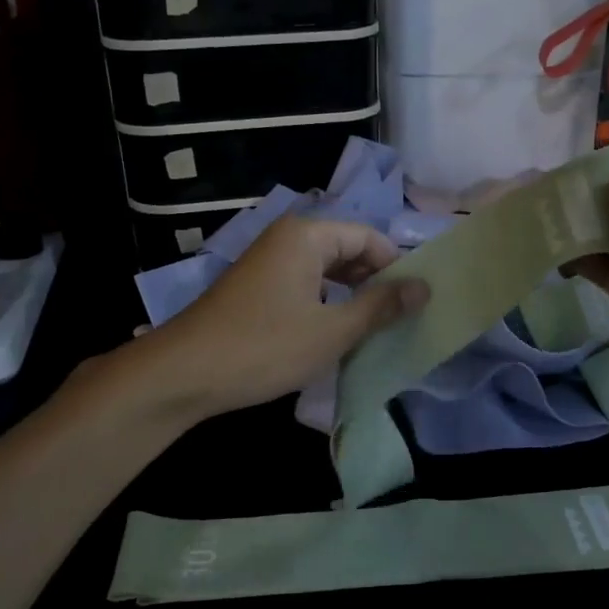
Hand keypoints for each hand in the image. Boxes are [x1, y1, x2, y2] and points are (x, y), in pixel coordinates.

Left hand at [145, 216, 428, 419]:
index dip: (397, 266)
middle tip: (398, 319)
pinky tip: (333, 332)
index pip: (369, 237)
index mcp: (307, 235)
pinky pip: (304, 283)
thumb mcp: (332, 330)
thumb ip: (381, 306)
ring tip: (372, 329)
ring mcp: (268, 261)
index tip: (415, 302)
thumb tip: (424, 287)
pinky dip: (325, 303)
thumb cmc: (265, 347)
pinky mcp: (256, 286)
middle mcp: (287, 238)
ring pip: (326, 269)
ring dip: (350, 295)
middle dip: (374, 281)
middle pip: (347, 249)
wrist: (184, 373)